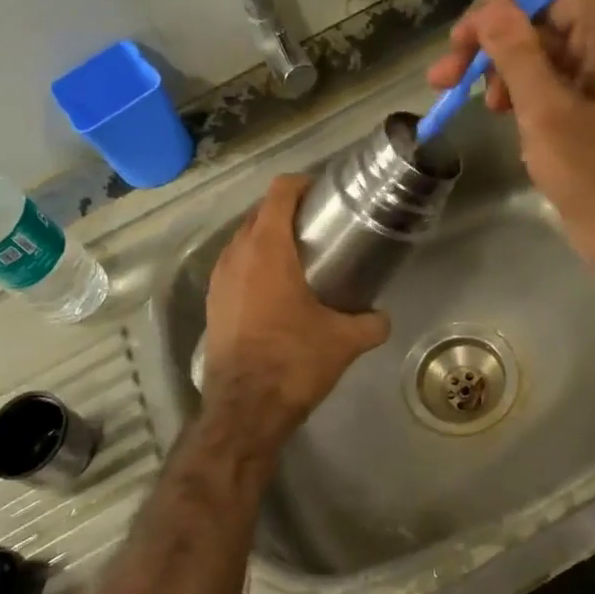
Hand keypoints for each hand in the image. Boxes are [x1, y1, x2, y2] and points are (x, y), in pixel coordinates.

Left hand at [201, 174, 390, 444]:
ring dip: (267, 238)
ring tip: (299, 254)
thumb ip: (371, 323)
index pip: (279, 192)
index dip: (302, 184)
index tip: (324, 193)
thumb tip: (382, 318)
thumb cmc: (294, 361)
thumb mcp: (344, 341)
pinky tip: (276, 288)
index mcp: (267, 249)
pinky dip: (253, 264)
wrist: (244, 409)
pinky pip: (234, 267)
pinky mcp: (212, 304)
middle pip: (259, 213)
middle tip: (319, 225)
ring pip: (243, 240)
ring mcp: (218, 280)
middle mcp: (236, 255)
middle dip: (287, 211)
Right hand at [429, 0, 594, 281]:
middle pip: (547, 20)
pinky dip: (529, 93)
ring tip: (482, 106)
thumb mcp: (547, 114)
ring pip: (549, 52)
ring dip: (507, 72)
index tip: (459, 43)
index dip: (500, 10)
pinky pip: (561, 80)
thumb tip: (489, 8)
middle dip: (495, 46)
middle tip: (446, 79)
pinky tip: (508, 117)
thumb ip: (516, 54)